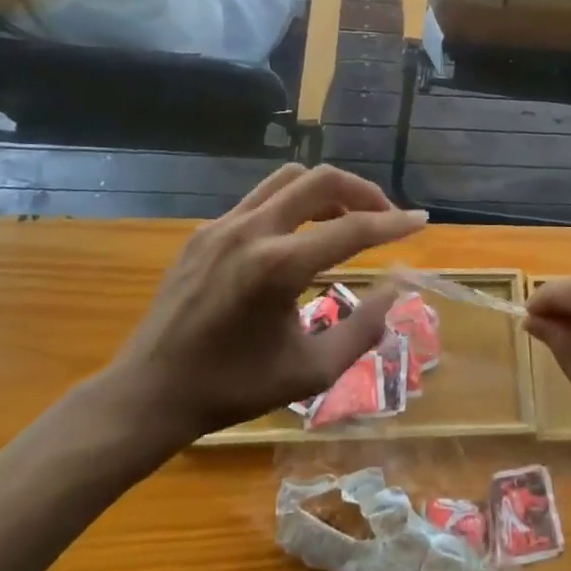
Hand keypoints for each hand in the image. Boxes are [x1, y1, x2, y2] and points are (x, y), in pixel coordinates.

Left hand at [103, 165, 424, 460]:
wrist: (148, 393)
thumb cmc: (232, 388)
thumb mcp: (311, 371)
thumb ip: (364, 328)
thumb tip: (397, 288)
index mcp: (278, 266)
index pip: (352, 229)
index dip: (393, 223)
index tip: (422, 220)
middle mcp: (252, 231)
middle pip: (321, 179)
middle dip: (362, 191)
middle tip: (384, 215)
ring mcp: (223, 224)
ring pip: (288, 178)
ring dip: (326, 191)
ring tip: (345, 219)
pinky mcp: (205, 230)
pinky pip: (261, 198)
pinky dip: (293, 204)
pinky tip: (299, 236)